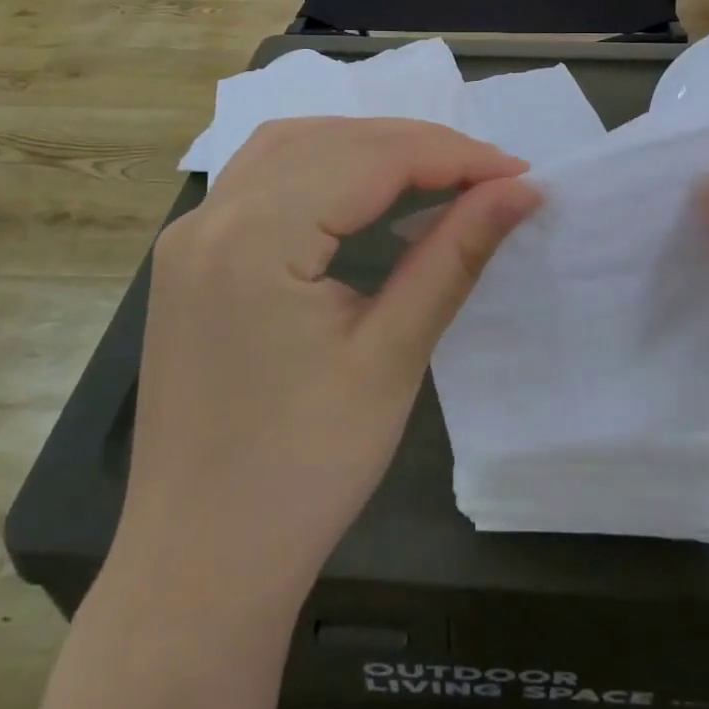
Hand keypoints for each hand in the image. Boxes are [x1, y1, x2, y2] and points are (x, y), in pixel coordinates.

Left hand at [116, 117, 540, 607]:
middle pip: (330, 140)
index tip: (518, 172)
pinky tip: (359, 191)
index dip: (453, 156)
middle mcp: (210, 216)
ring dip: (366, 146)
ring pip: (290, 146)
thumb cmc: (303, 473)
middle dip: (416, 145)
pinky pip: (261, 179)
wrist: (198, 568)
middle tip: (487, 175)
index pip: (369, 157)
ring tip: (435, 173)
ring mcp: (190, 236)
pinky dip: (321, 167)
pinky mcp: (189, 260)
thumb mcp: (391, 357)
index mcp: (253, 237)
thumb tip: (520, 191)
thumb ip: (454, 257)